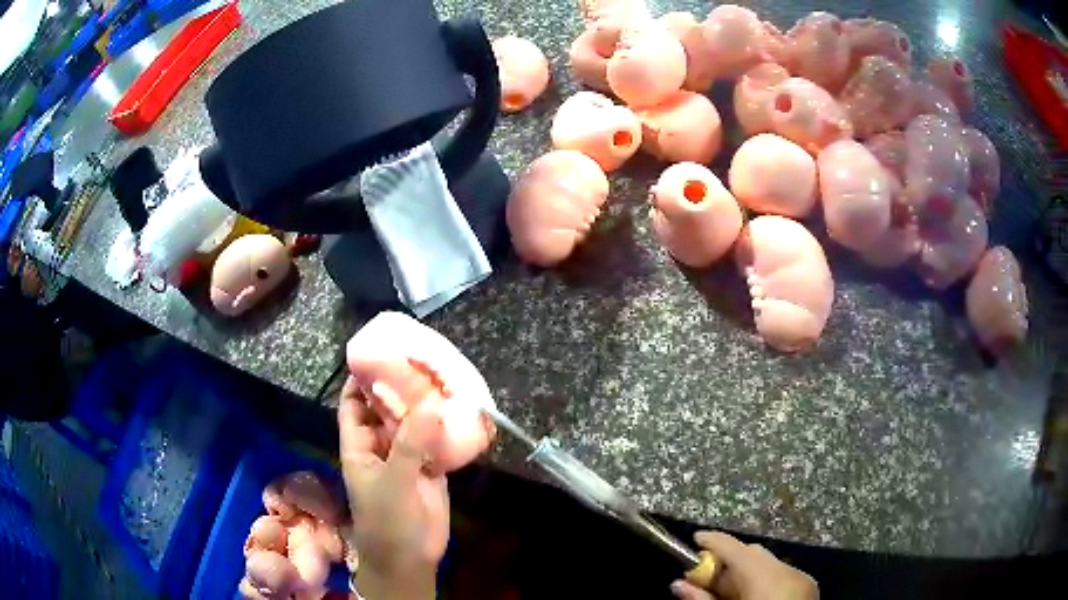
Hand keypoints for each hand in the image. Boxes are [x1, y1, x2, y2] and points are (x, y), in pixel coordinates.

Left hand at [338, 376, 448, 599]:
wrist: (409, 558)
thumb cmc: (387, 520)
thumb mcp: (393, 482)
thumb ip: (409, 446)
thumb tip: (430, 408)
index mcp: (360, 445)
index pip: (353, 405)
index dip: (360, 381)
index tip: (379, 355)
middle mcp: (381, 446)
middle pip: (387, 410)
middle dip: (401, 388)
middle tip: (422, 362)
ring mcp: (406, 458)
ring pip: (413, 425)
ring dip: (426, 407)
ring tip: (445, 379)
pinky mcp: (430, 469)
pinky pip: (436, 442)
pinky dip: (446, 429)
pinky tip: (462, 412)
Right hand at [670, 531, 817, 599]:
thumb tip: (678, 584)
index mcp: (768, 577)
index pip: (736, 547)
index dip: (713, 540)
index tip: (694, 540)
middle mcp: (789, 571)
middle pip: (753, 553)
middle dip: (727, 561)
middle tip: (702, 578)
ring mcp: (803, 579)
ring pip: (767, 564)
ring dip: (743, 573)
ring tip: (722, 592)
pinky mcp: (809, 588)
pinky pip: (780, 575)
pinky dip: (761, 581)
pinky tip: (748, 597)